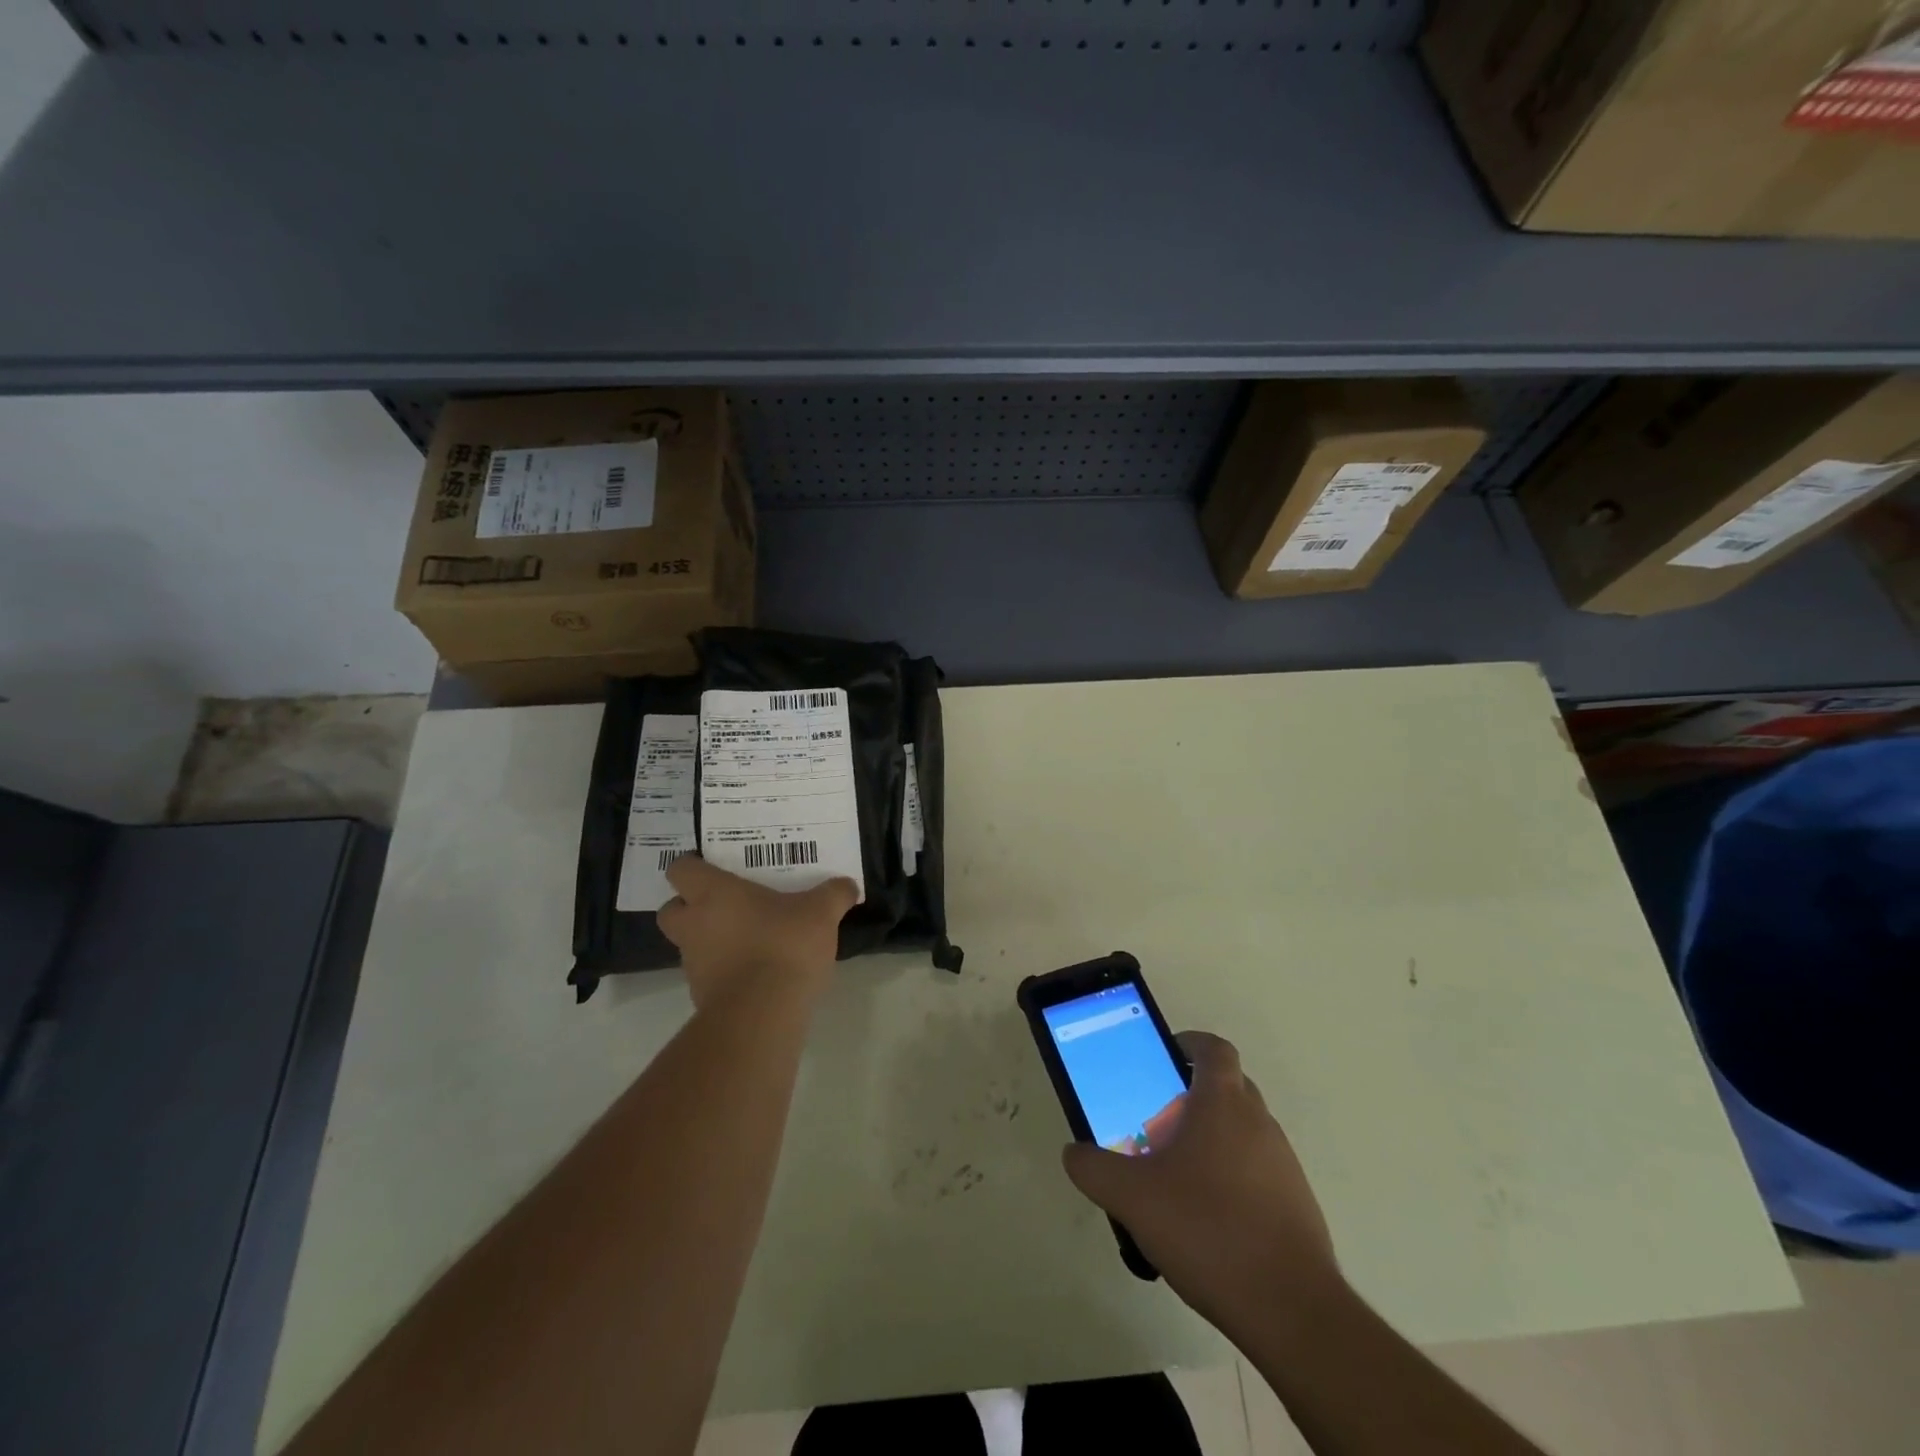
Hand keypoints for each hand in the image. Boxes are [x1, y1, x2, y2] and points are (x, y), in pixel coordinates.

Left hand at [657, 856, 857, 1011]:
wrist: (762, 1014)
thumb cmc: (784, 945)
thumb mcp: (821, 912)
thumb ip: (834, 894)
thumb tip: (848, 885)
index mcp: (713, 894)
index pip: (681, 869)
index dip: (693, 866)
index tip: (713, 867)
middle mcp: (694, 925)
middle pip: (671, 909)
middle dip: (690, 906)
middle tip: (724, 904)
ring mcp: (694, 964)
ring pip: (690, 943)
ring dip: (710, 940)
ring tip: (750, 939)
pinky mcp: (702, 996)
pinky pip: (708, 974)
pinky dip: (725, 970)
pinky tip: (757, 971)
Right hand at [1061, 1032, 1341, 1330]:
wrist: (1291, 1310)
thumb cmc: (1208, 1229)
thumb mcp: (1133, 1198)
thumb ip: (1095, 1169)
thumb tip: (1074, 1153)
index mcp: (1223, 1103)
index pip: (1213, 1048)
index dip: (1189, 1044)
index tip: (1163, 1058)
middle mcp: (1259, 1122)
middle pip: (1228, 1086)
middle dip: (1193, 1095)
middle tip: (1157, 1120)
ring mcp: (1284, 1164)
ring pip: (1243, 1131)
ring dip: (1212, 1139)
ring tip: (1176, 1177)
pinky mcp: (1297, 1204)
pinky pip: (1258, 1171)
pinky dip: (1232, 1177)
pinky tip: (1207, 1219)